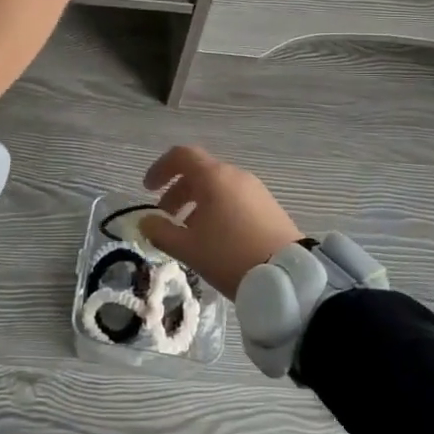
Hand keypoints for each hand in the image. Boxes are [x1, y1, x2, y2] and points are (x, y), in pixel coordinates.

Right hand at [137, 146, 304, 299]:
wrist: (288, 277)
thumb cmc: (230, 255)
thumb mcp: (188, 248)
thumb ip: (160, 232)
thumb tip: (145, 222)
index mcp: (214, 177)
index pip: (182, 156)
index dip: (160, 168)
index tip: (147, 189)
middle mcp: (235, 175)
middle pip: (200, 172)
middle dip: (177, 192)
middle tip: (165, 217)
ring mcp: (256, 190)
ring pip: (218, 187)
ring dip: (197, 203)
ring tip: (189, 232)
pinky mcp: (269, 207)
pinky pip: (234, 199)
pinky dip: (217, 209)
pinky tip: (215, 238)